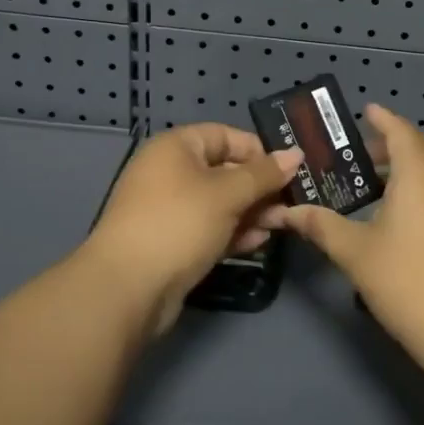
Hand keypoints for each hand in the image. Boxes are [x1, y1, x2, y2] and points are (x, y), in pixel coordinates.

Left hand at [84, 123, 302, 334]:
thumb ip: (264, 174)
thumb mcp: (228, 194)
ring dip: (251, 212)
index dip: (258, 150)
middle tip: (293, 202)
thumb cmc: (179, 223)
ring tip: (282, 225)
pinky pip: (210, 228)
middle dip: (260, 186)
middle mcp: (171, 172)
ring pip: (220, 202)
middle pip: (225, 170)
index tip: (289, 170)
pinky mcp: (173, 241)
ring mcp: (170, 209)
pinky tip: (259, 242)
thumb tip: (296, 154)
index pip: (226, 136)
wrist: (128, 288)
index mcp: (176, 147)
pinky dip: (234, 232)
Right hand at [258, 105, 423, 353]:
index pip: (401, 131)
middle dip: (396, 143)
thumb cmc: (405, 279)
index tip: (367, 111)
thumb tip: (289, 213)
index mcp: (419, 173)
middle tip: (363, 156)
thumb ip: (322, 226)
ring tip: (379, 186)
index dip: (383, 118)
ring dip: (412, 167)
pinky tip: (405, 217)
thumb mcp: (355, 251)